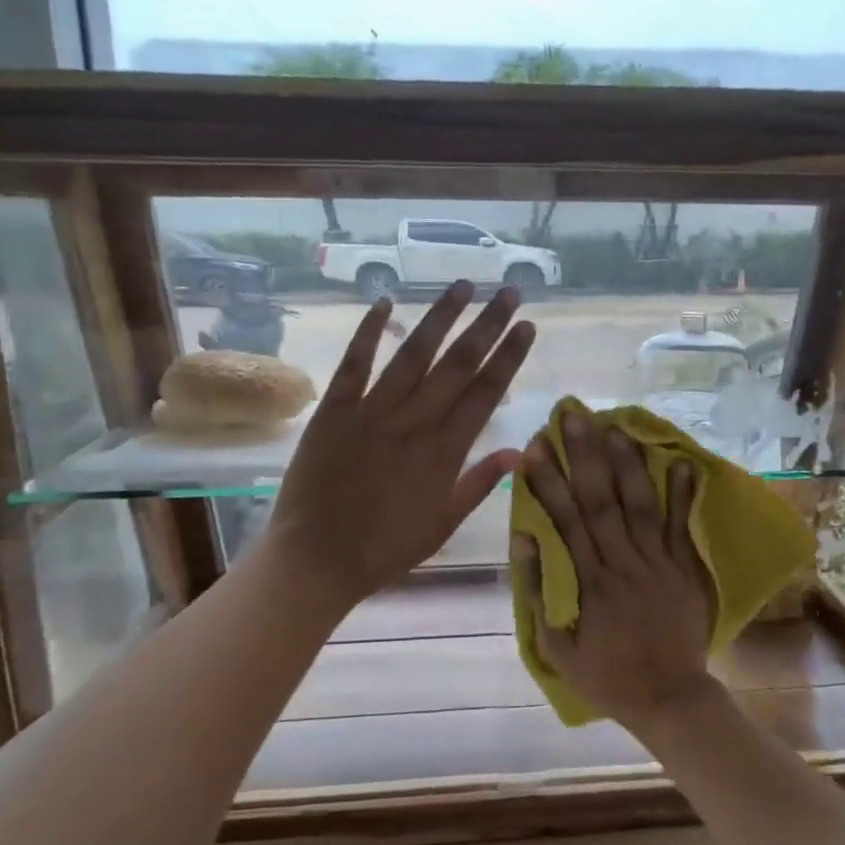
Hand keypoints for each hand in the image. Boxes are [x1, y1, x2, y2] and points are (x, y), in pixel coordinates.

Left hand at [271, 281, 533, 605]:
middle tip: (508, 292)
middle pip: (458, 364)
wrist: (318, 558)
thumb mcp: (444, 524)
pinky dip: (368, 331)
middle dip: (487, 325)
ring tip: (463, 286)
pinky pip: (354, 364)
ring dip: (440, 317)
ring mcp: (372, 412)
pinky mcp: (334, 411)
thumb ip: (480, 484)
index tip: (527, 327)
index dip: (509, 357)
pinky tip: (385, 302)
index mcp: (445, 451)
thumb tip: (519, 451)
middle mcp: (414, 422)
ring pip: (413, 354)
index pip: (486, 393)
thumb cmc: (386, 548)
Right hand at [516, 407, 719, 734]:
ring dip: (627, 463)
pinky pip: (682, 526)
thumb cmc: (607, 674)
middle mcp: (623, 563)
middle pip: (600, 500)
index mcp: (589, 582)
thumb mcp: (556, 647)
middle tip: (573, 414)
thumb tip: (523, 538)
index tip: (535, 447)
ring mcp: (658, 563)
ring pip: (640, 504)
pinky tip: (679, 461)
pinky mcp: (685, 568)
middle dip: (584, 454)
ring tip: (614, 425)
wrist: (669, 697)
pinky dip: (682, 494)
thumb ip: (540, 591)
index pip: (564, 520)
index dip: (549, 481)